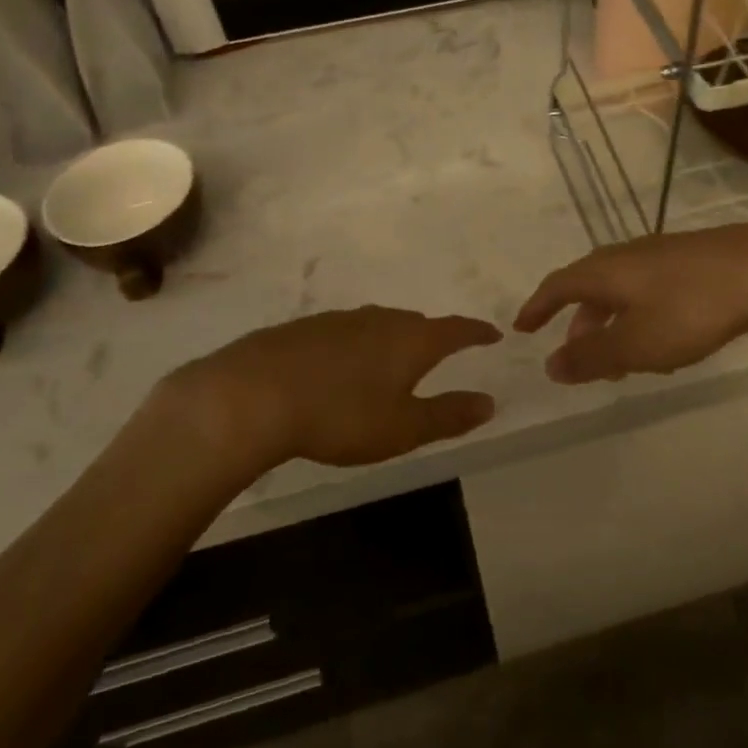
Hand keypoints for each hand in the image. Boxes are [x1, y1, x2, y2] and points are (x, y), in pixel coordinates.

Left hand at [149, 307, 502, 470]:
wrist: (254, 394)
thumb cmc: (342, 415)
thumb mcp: (403, 427)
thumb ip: (448, 415)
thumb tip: (489, 402)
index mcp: (412, 340)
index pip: (456, 329)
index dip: (477, 332)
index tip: (493, 334)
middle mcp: (381, 319)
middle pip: (417, 323)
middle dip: (433, 336)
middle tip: (441, 352)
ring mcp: (340, 320)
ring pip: (379, 324)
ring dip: (393, 339)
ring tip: (392, 360)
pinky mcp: (306, 328)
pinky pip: (346, 332)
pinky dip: (357, 345)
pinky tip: (342, 366)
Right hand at [514, 226, 747, 383]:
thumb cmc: (689, 309)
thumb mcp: (635, 344)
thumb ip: (591, 356)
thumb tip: (551, 365)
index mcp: (606, 271)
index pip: (558, 285)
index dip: (538, 306)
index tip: (523, 327)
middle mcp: (629, 255)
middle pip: (591, 286)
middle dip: (582, 323)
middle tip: (583, 358)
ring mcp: (664, 254)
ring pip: (625, 289)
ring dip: (616, 323)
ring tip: (628, 357)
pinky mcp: (695, 260)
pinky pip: (653, 288)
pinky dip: (644, 314)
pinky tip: (669, 337)